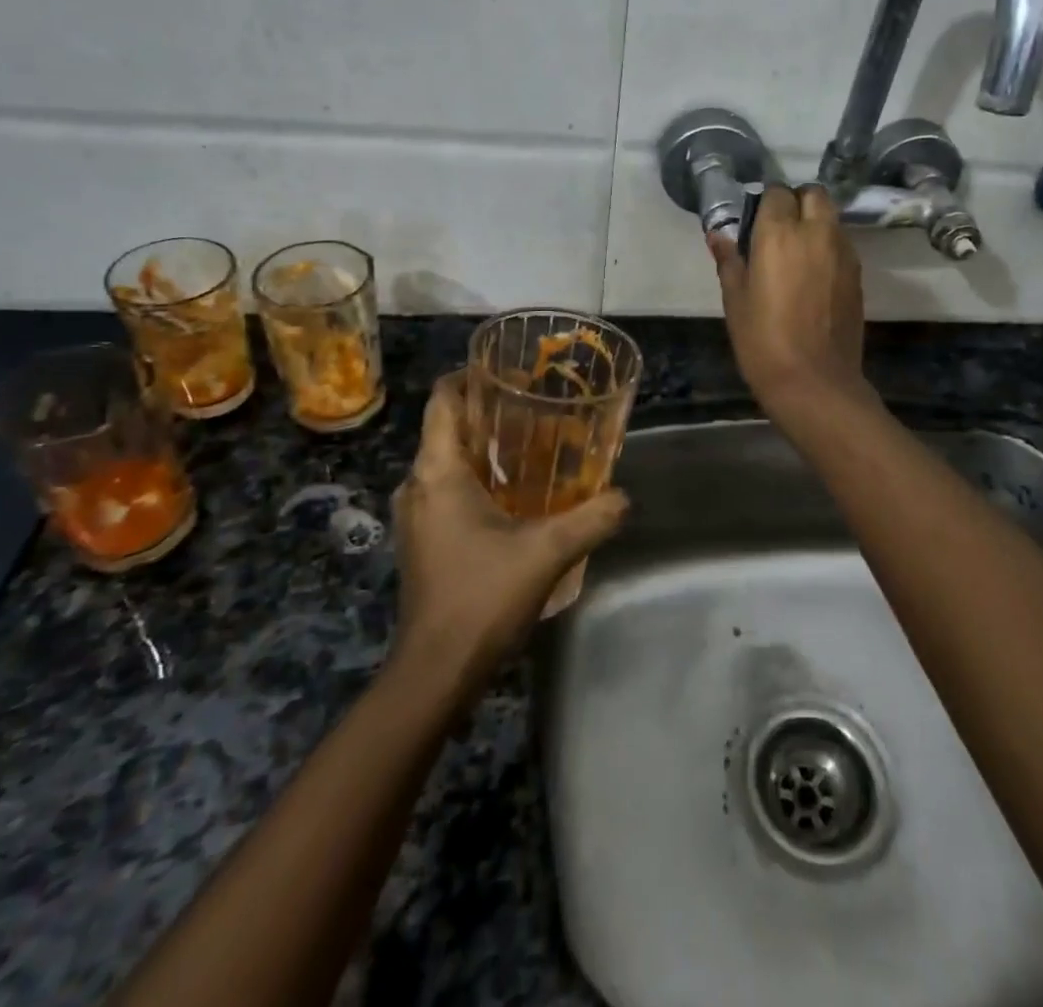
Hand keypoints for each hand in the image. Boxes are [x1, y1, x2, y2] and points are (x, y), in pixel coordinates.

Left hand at [391, 371, 627, 682]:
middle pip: (446, 429)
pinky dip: (475, 479)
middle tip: (534, 407)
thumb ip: (592, 518)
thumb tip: (626, 497)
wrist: (436, 671)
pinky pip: (446, 490)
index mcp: (437, 473)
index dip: (468, 377)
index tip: (507, 371)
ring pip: (446, 462)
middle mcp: (417, 486)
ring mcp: (416, 516)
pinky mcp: (422, 541)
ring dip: (482, 448)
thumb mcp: (548, 552)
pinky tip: (513, 493)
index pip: (442, 402)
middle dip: (486, 412)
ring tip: (530, 444)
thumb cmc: (482, 597)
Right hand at [710, 183, 871, 418]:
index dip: (766, 204)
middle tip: (779, 231)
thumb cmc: (763, 341)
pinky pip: (842, 244)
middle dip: (797, 202)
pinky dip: (828, 247)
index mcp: (779, 234)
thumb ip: (729, 260)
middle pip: (814, 194)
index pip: (777, 193)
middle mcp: (816, 232)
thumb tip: (717, 235)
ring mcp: (843, 252)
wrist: (815, 381)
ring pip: (831, 218)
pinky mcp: (858, 274)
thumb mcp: (735, 300)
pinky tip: (814, 276)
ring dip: (815, 223)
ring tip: (797, 254)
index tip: (755, 224)